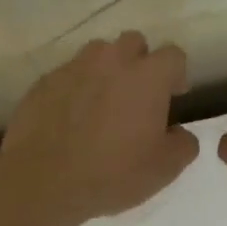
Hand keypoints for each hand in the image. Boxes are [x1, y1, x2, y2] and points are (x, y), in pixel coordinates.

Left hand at [0, 31, 197, 225]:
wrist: (43, 181)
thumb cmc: (112, 173)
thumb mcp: (164, 169)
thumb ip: (183, 144)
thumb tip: (178, 132)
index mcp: (147, 76)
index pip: (173, 55)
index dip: (177, 74)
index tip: (173, 97)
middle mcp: (111, 60)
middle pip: (134, 43)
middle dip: (140, 62)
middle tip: (137, 96)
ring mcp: (74, 67)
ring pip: (98, 54)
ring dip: (107, 71)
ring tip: (103, 103)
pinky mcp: (44, 82)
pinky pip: (69, 75)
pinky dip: (77, 88)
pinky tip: (72, 118)